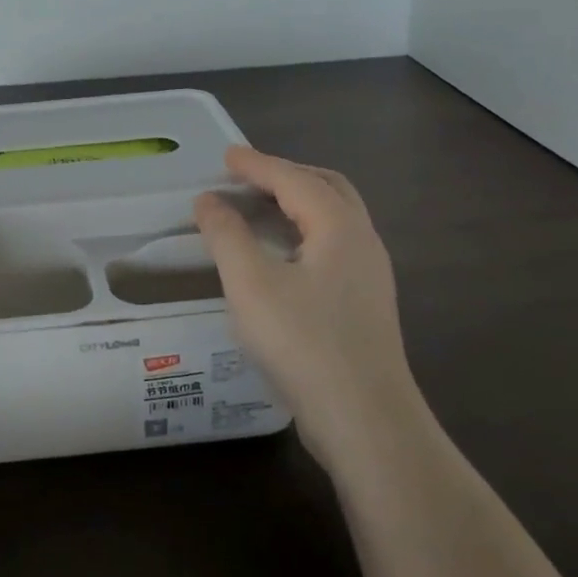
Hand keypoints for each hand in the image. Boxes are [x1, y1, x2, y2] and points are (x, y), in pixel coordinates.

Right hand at [193, 145, 417, 462]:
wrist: (365, 421)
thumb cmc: (303, 342)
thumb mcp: (250, 283)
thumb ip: (226, 235)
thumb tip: (208, 201)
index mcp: (339, 227)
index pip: (294, 179)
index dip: (257, 164)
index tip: (226, 155)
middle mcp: (362, 242)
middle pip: (326, 189)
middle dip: (285, 175)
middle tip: (245, 176)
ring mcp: (369, 275)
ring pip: (333, 219)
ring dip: (295, 203)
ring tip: (257, 208)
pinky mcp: (364, 305)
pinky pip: (332, 246)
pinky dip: (302, 231)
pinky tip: (279, 255)